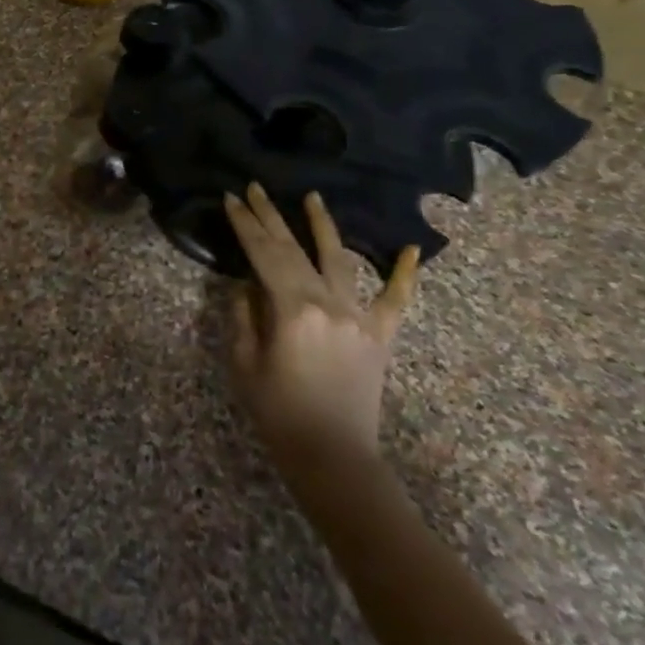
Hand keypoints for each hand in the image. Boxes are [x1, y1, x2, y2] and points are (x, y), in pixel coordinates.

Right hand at [223, 185, 418, 473]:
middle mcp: (329, 303)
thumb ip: (244, 316)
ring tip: (312, 197)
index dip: (245, 225)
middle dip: (271, 216)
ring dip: (324, 226)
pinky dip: (404, 275)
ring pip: (340, 261)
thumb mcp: (245, 363)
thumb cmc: (278, 412)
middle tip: (256, 188)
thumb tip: (247, 285)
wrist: (333, 457)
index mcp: (292, 309)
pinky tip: (411, 250)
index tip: (232, 199)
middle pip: (295, 249)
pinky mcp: (380, 336)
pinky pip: (396, 301)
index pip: (263, 254)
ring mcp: (360, 317)